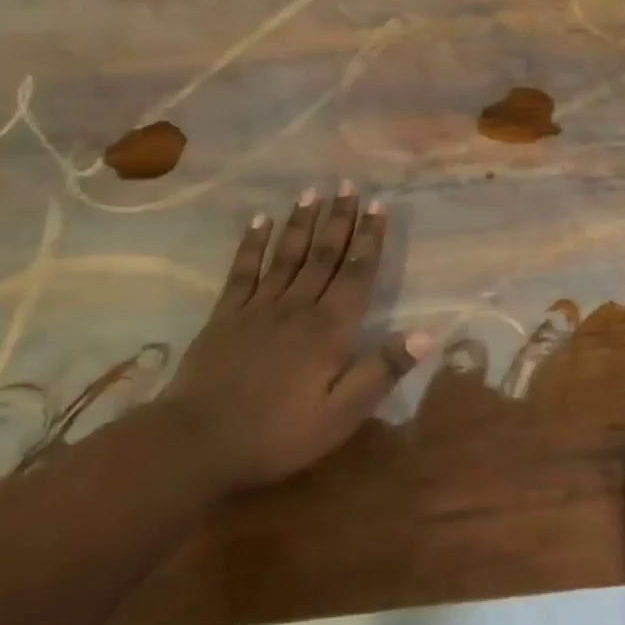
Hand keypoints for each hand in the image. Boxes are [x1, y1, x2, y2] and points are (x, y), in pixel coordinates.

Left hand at [162, 185, 430, 490]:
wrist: (198, 441)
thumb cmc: (278, 433)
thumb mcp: (342, 414)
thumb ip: (381, 370)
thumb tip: (426, 332)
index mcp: (329, 329)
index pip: (356, 273)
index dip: (370, 238)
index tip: (379, 205)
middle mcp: (297, 306)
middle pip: (324, 254)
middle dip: (339, 218)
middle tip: (348, 184)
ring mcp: (258, 307)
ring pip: (287, 254)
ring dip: (302, 222)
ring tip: (312, 191)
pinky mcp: (225, 314)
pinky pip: (243, 269)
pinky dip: (253, 243)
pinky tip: (259, 220)